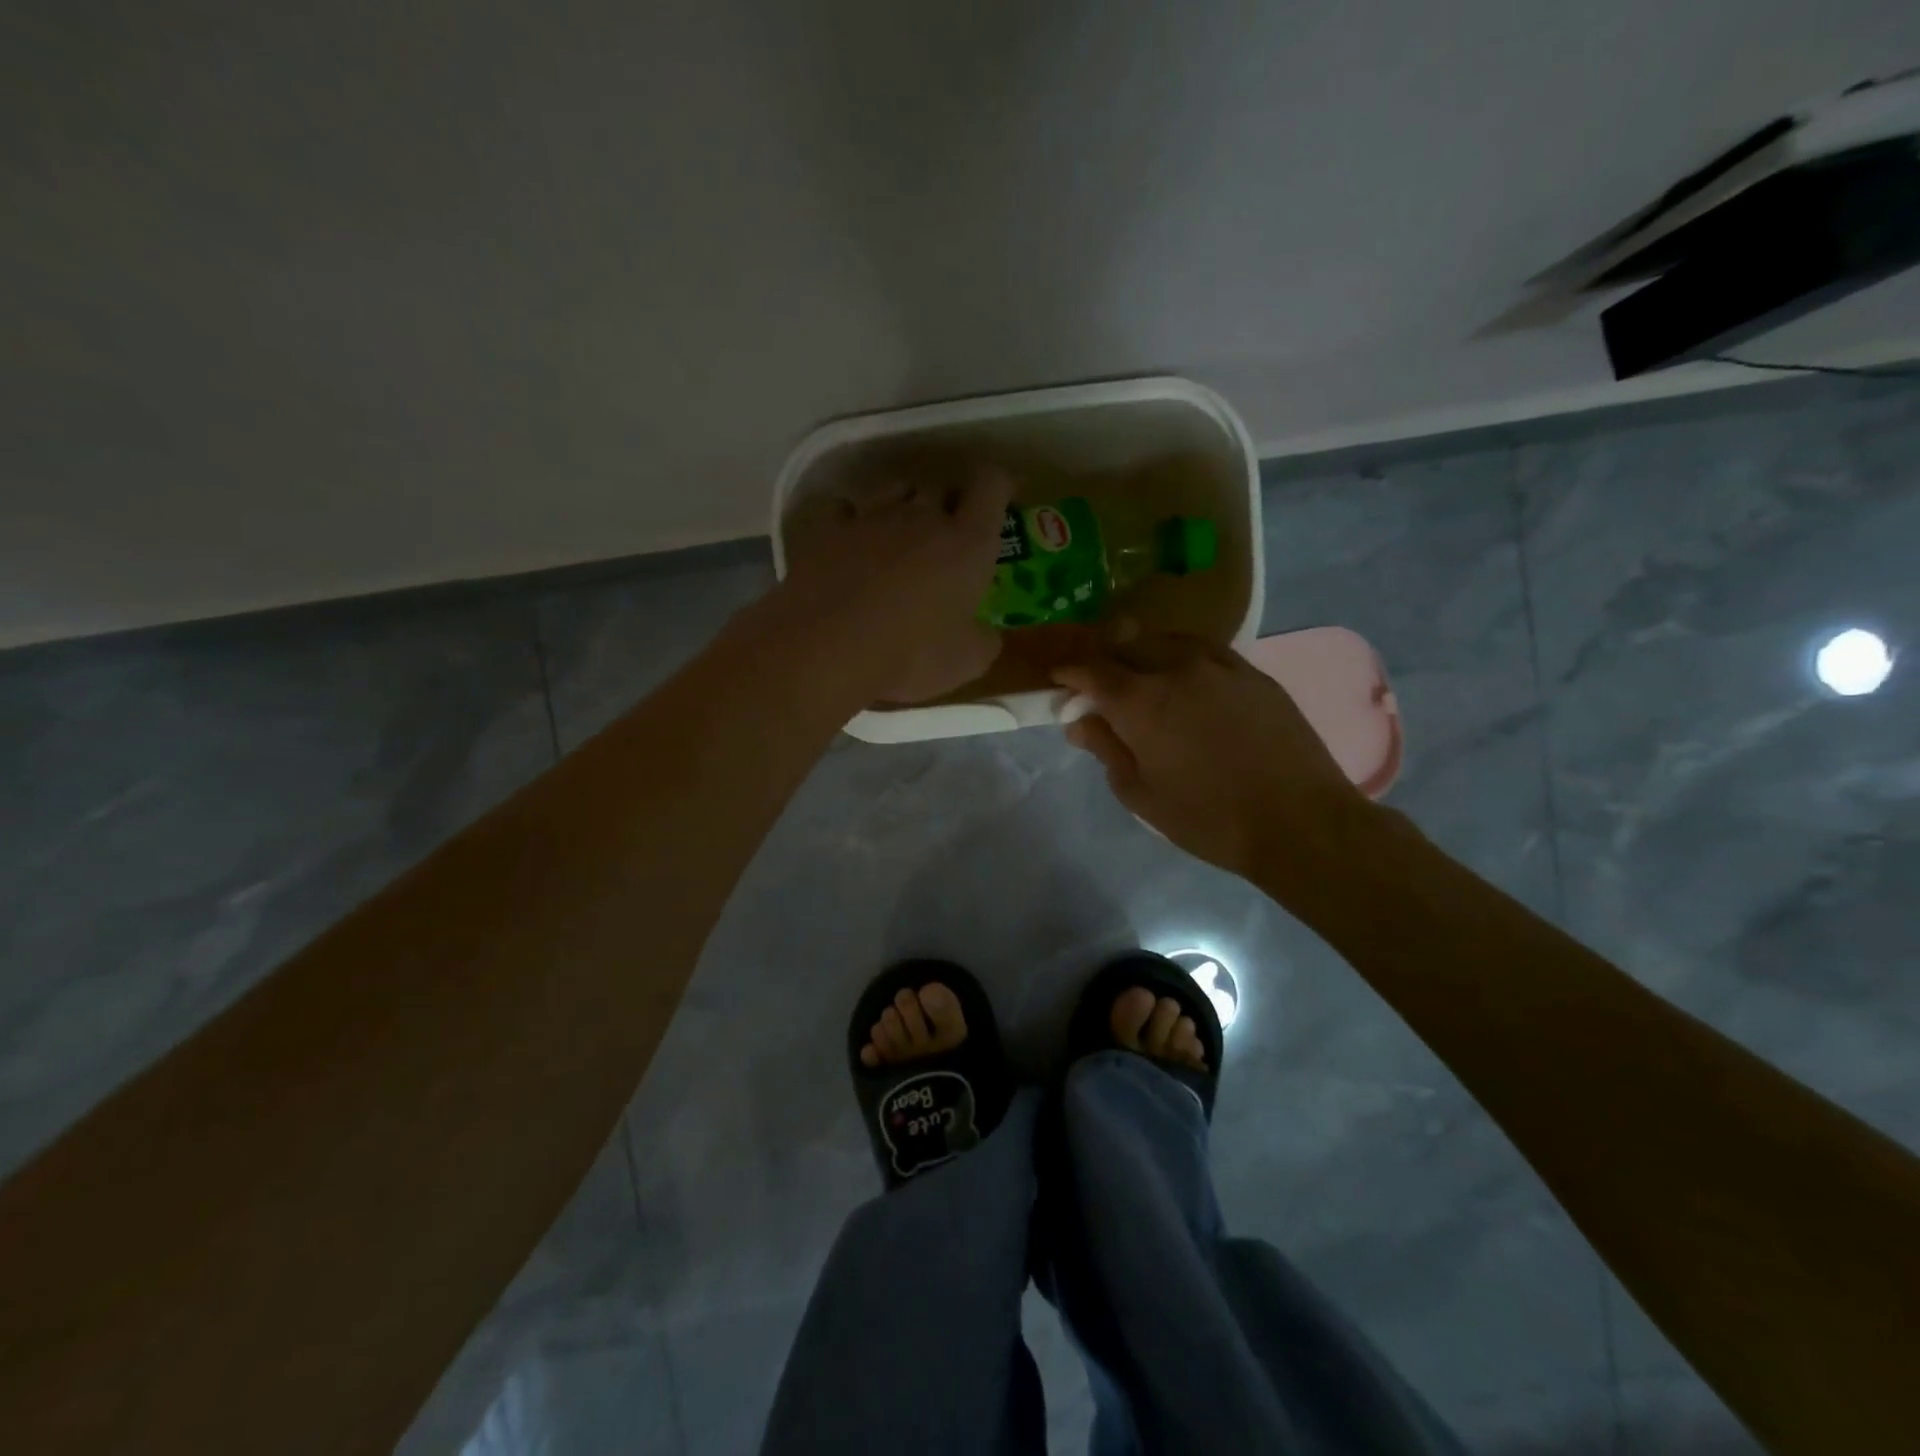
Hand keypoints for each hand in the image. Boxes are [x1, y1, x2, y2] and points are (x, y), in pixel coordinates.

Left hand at [776, 465, 1011, 703]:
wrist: (827, 648)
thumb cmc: (911, 655)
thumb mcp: (967, 663)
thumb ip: (984, 639)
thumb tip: (984, 633)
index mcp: (967, 543)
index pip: (991, 485)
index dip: (997, 488)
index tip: (997, 503)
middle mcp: (922, 516)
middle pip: (940, 487)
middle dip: (946, 506)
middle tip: (944, 540)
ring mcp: (870, 517)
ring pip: (894, 492)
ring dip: (901, 509)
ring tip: (897, 541)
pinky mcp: (826, 528)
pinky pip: (843, 510)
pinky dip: (849, 522)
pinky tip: (847, 544)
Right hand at [1053, 633, 1376, 886]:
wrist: (1299, 821)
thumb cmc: (1208, 817)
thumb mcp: (1141, 794)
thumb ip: (1106, 749)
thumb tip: (1079, 721)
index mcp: (1142, 700)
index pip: (1092, 670)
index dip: (1070, 673)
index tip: (1060, 680)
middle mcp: (1177, 668)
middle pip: (1128, 646)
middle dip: (1106, 661)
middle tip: (1099, 685)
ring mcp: (1220, 664)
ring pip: (1167, 641)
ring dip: (1144, 654)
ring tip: (1141, 677)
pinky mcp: (1253, 672)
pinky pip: (1204, 650)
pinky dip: (1181, 657)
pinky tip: (1185, 680)